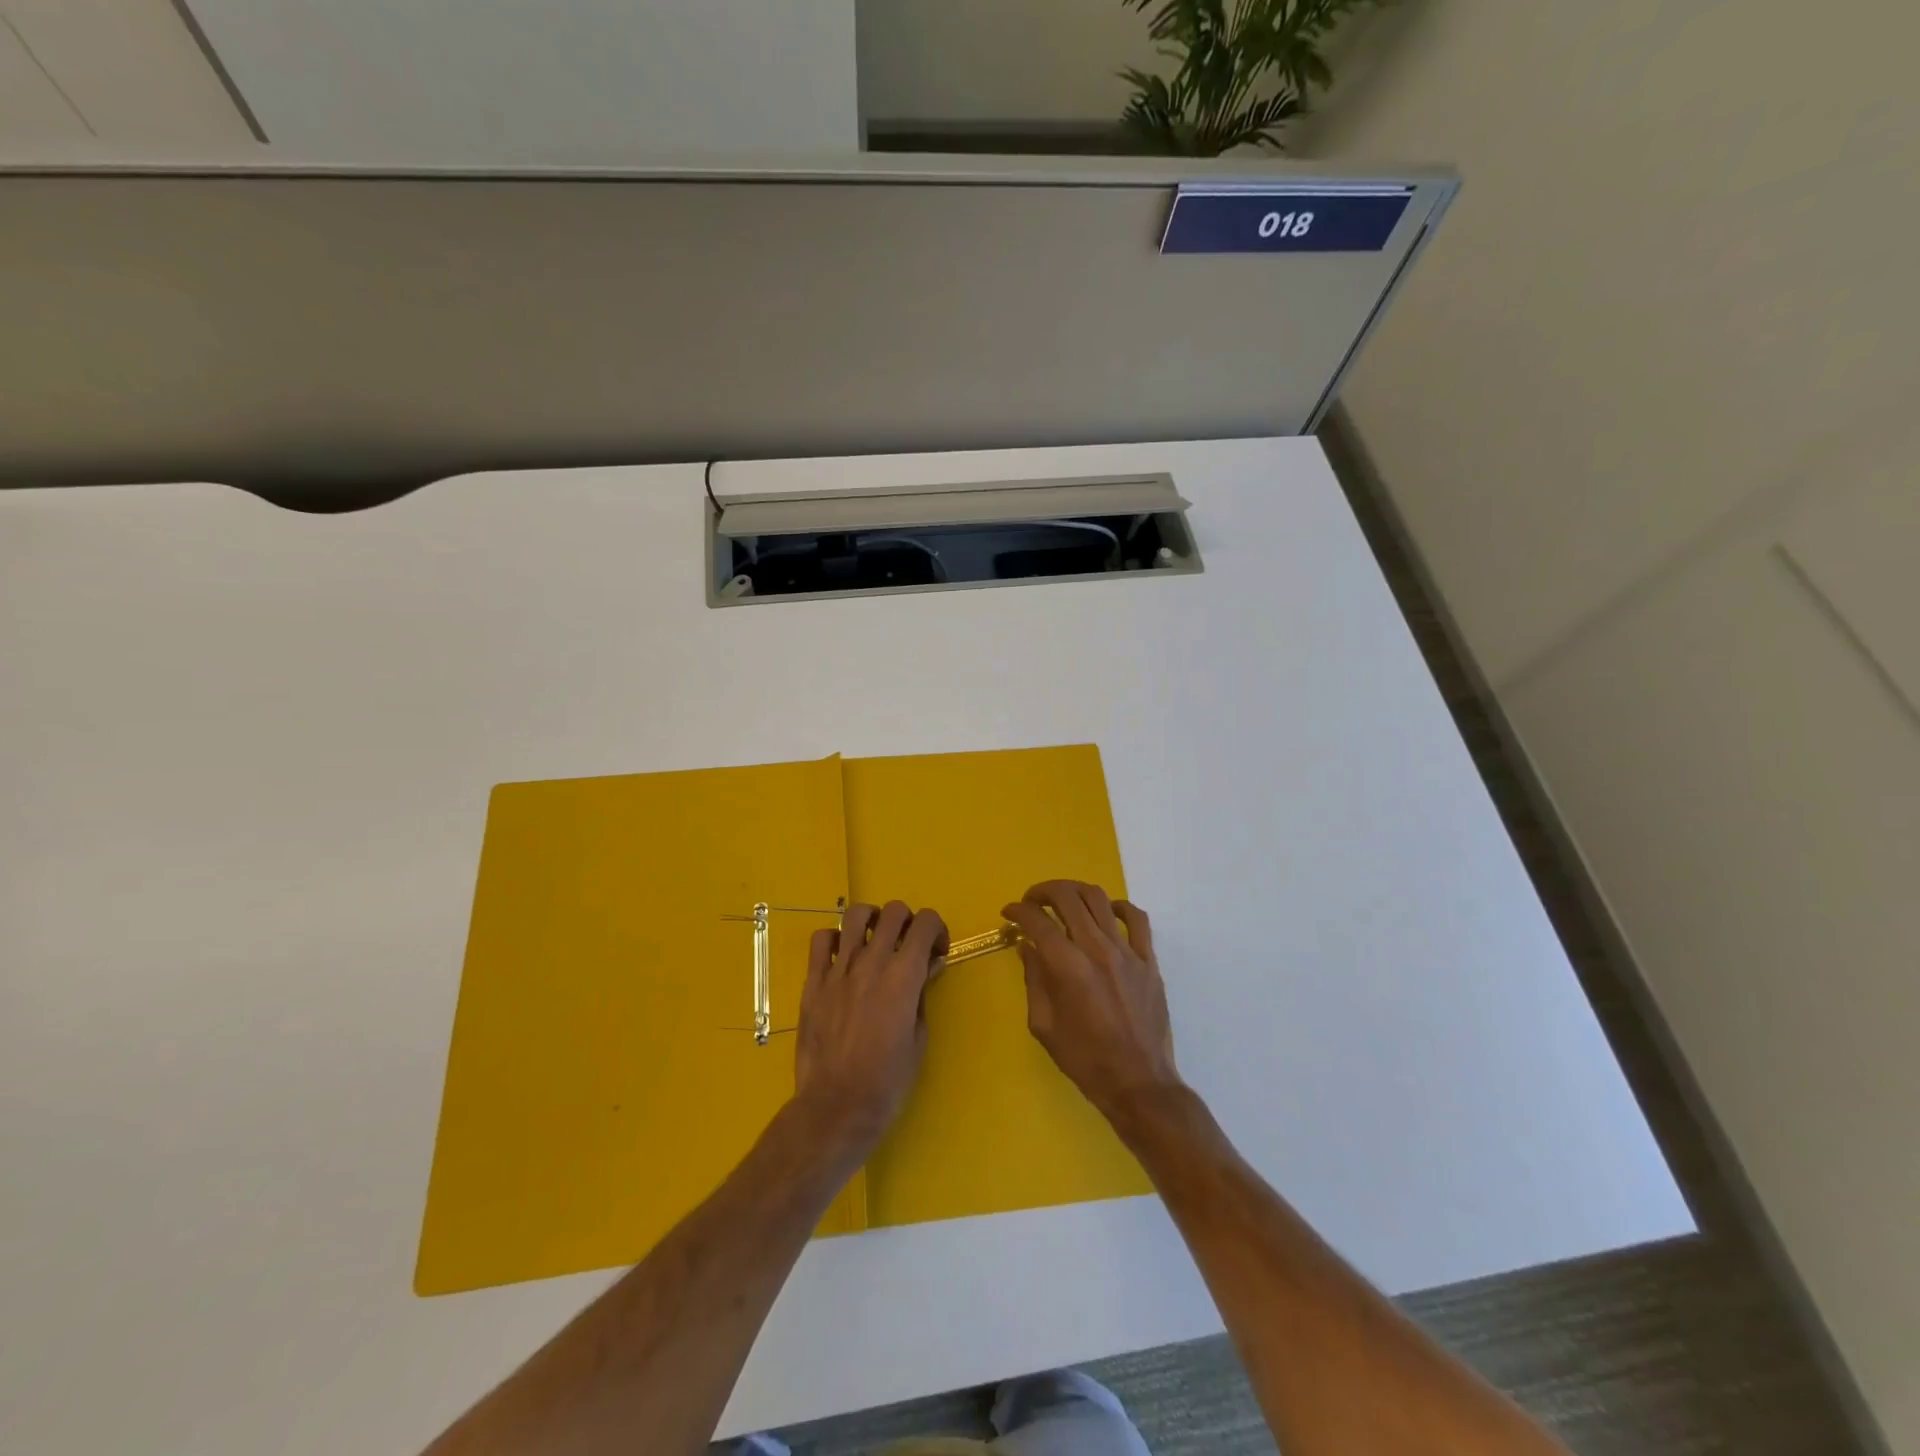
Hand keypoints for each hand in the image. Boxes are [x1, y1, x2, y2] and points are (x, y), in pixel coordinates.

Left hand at [794, 900, 947, 1147]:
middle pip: (894, 911)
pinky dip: (835, 939)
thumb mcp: (919, 1036)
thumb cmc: (887, 1079)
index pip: (926, 922)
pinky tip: (842, 956)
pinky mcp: (814, 981)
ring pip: (856, 915)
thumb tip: (927, 966)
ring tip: (875, 940)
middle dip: (908, 921)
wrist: (837, 1105)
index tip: (936, 951)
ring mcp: (839, 969)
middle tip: (907, 946)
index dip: (937, 929)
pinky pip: (822, 940)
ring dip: (872, 920)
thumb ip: (922, 993)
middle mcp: (872, 961)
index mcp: (904, 975)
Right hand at [1003, 881, 1180, 1124]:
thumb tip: (1027, 946)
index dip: (1018, 911)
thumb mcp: (1044, 1025)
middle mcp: (1096, 948)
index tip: (1009, 914)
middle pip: (1067, 897)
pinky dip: (1118, 907)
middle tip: (1032, 902)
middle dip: (1043, 891)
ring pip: (1099, 898)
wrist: (1138, 1082)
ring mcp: (1126, 951)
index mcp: (1067, 966)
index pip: (1037, 921)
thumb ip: (1034, 979)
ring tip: (1063, 901)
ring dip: (1074, 891)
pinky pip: (1136, 918)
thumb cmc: (1084, 1059)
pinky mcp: (1148, 960)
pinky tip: (1106, 913)